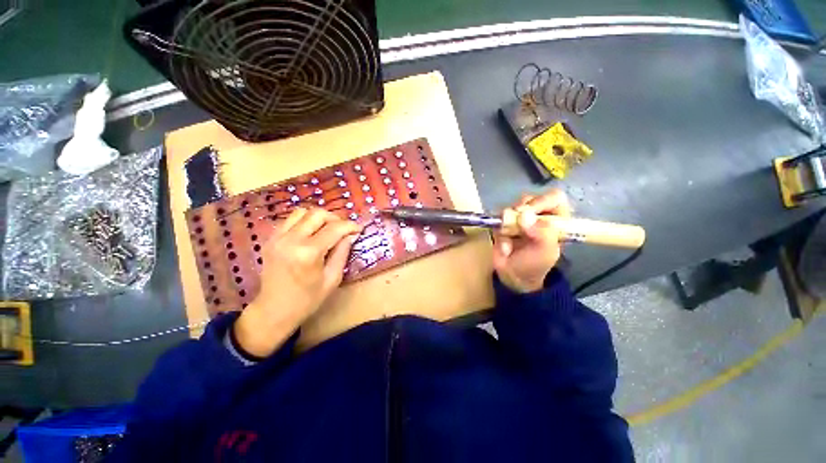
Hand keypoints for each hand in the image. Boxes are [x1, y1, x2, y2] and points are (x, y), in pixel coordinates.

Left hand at [234, 208, 360, 356]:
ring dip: (318, 217)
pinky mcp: (270, 239)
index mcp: (309, 253)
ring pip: (302, 212)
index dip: (350, 226)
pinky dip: (304, 221)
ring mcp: (278, 238)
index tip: (358, 229)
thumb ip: (342, 252)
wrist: (273, 311)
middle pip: (317, 214)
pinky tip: (311, 233)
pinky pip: (290, 220)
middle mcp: (291, 240)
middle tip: (343, 230)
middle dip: (335, 218)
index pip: (334, 228)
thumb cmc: (307, 300)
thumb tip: (351, 235)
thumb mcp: (332, 278)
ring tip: (327, 229)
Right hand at [492, 190, 570, 292]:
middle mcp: (538, 215)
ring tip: (510, 235)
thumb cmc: (534, 264)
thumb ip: (542, 233)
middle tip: (516, 223)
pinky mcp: (503, 223)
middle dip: (522, 210)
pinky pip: (498, 217)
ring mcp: (519, 218)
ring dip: (509, 220)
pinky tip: (504, 241)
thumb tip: (524, 214)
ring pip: (512, 206)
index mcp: (556, 220)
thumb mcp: (546, 252)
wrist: (512, 275)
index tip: (530, 212)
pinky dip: (499, 228)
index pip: (554, 198)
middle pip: (530, 199)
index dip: (542, 201)